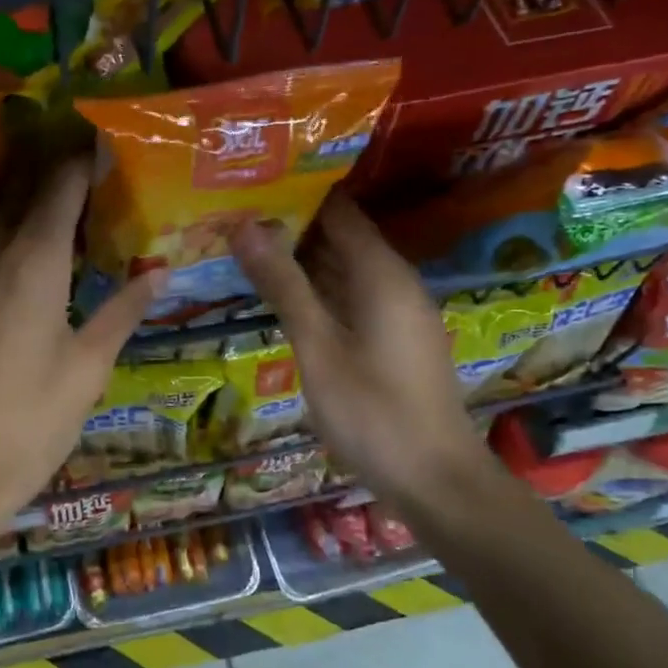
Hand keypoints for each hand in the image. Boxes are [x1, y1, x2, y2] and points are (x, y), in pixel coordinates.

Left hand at [0, 161, 161, 532]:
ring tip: (74, 229)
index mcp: (31, 259)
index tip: (112, 149)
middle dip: (62, 183)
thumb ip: (121, 311)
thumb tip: (158, 273)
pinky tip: (32, 271)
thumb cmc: (25, 423)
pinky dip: (10, 245)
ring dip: (33, 216)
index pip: (61, 183)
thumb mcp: (86, 369)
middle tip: (102, 188)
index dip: (86, 160)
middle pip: (26, 194)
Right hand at [230, 192, 496, 520]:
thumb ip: (283, 285)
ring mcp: (397, 311)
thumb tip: (244, 226)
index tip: (248, 187)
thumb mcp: (317, 347)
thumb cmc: (372, 412)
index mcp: (380, 273)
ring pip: (343, 268)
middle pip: (340, 236)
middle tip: (231, 218)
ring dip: (300, 259)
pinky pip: (350, 296)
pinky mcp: (393, 337)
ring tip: (244, 248)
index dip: (294, 194)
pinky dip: (316, 290)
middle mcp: (394, 281)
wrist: (435, 481)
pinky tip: (281, 297)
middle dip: (289, 226)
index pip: (337, 209)